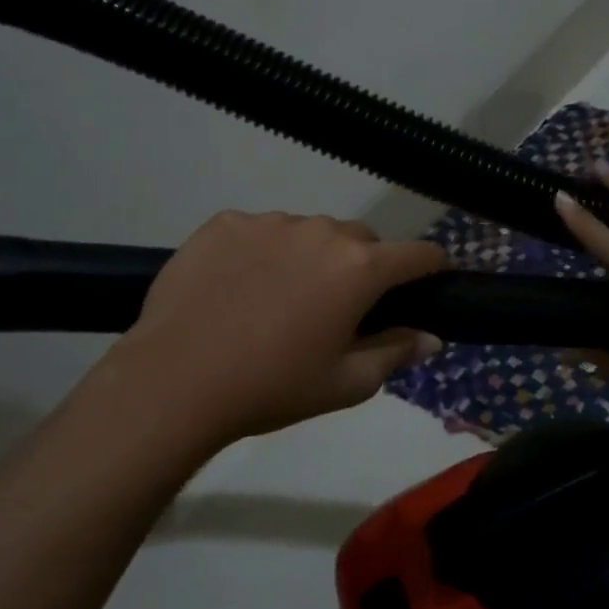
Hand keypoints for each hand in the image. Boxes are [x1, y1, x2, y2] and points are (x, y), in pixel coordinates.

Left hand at [98, 210, 447, 448]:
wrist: (176, 379)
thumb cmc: (273, 386)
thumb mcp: (346, 384)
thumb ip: (396, 353)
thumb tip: (431, 338)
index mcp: (359, 268)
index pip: (418, 254)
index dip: (432, 268)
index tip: (430, 283)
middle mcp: (321, 231)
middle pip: (361, 240)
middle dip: (364, 266)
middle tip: (341, 307)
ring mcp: (269, 222)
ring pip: (309, 232)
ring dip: (311, 256)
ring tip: (282, 298)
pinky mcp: (224, 223)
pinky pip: (260, 231)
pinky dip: (263, 252)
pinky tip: (240, 287)